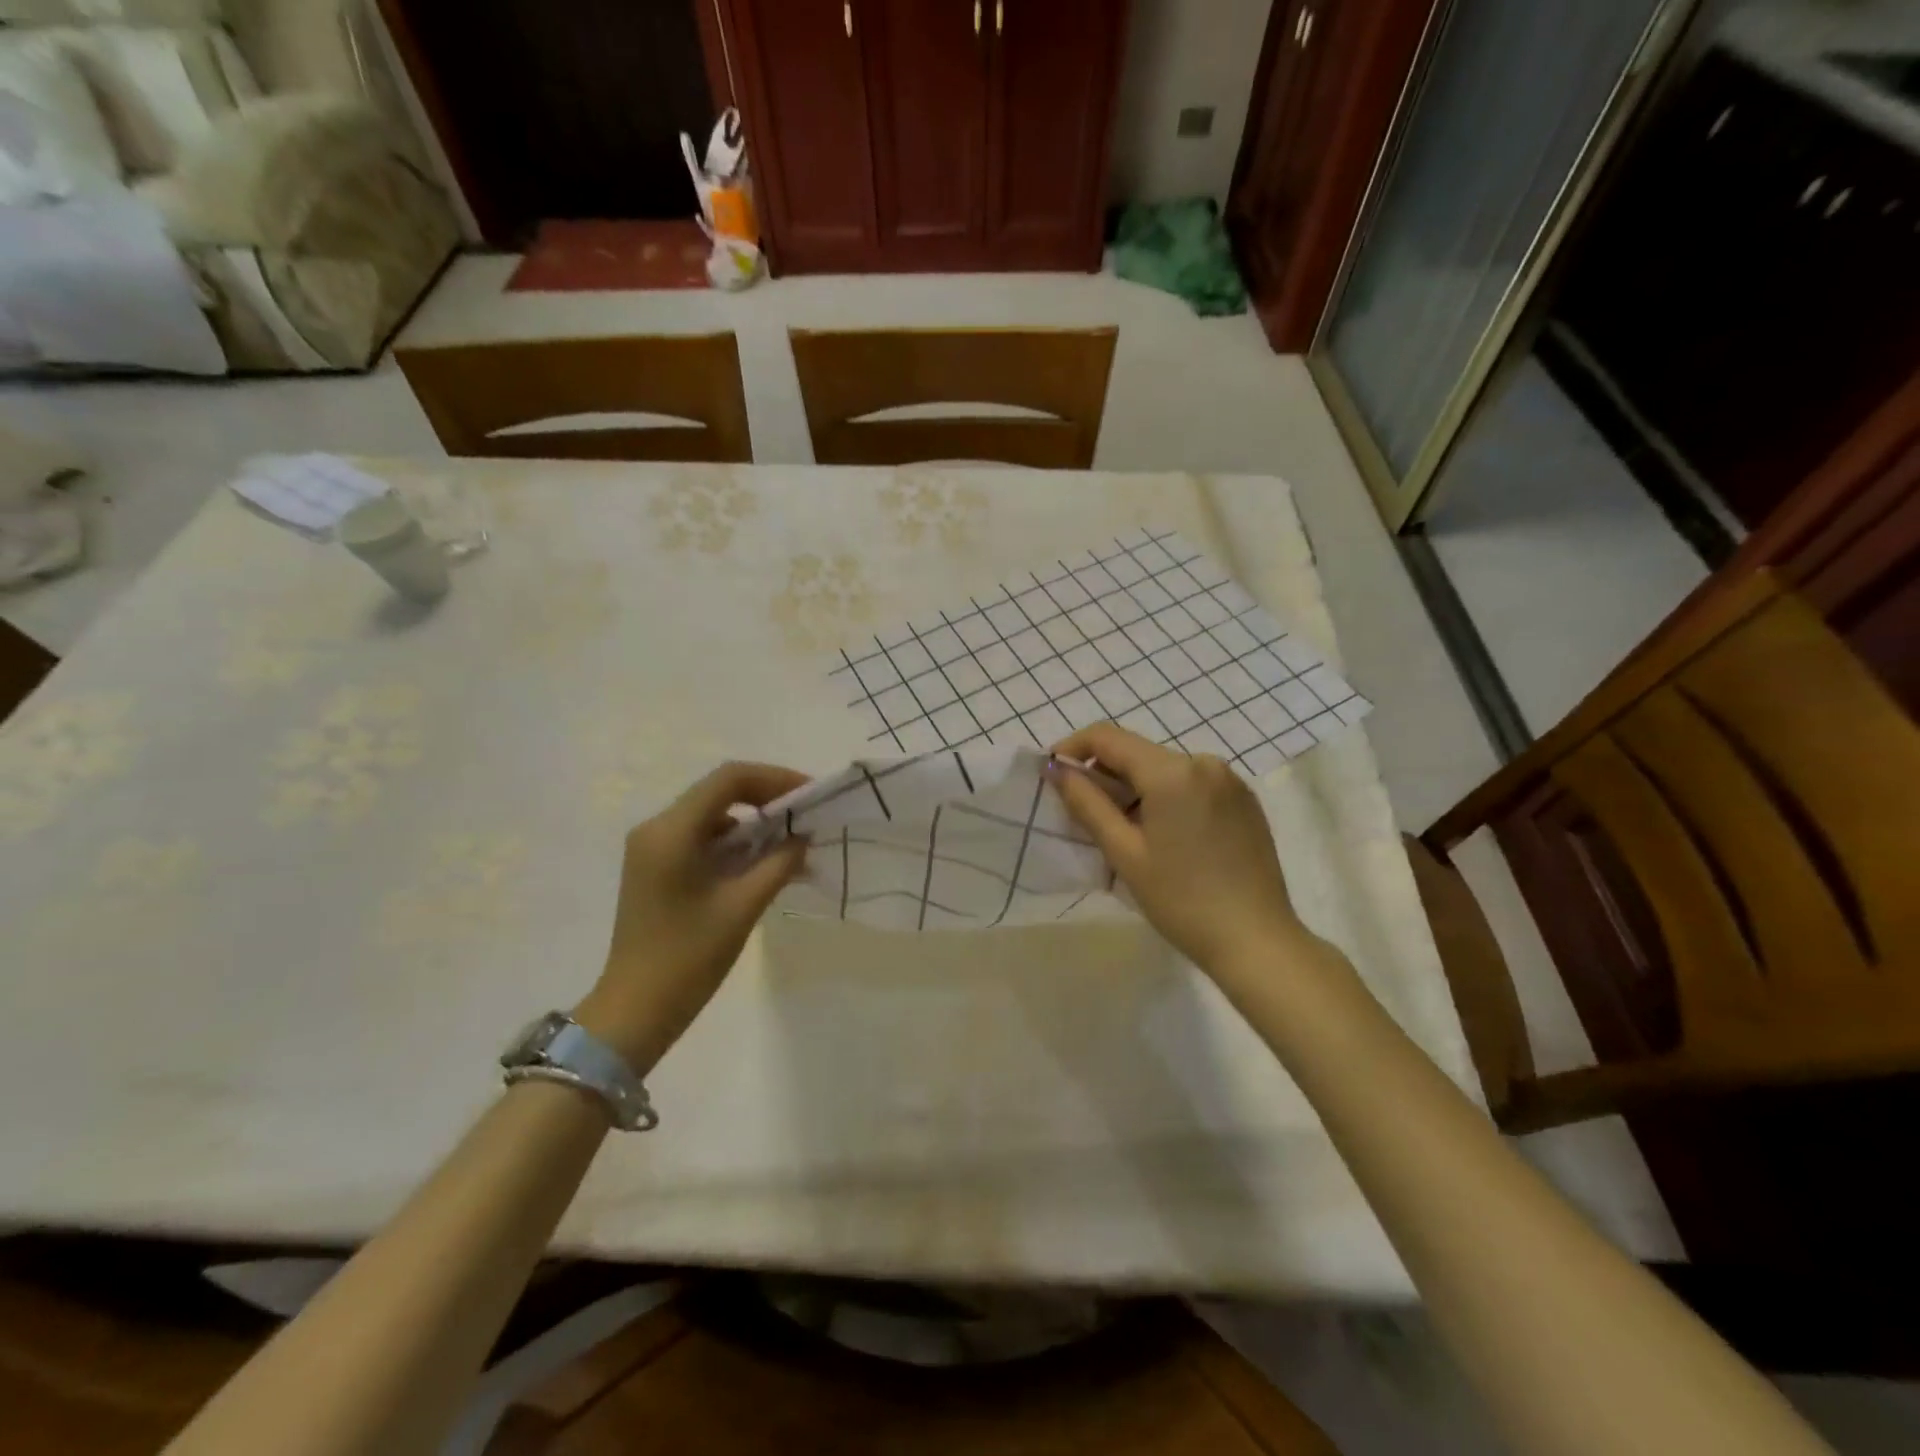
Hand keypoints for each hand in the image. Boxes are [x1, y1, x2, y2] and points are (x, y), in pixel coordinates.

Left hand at [576, 762, 808, 1070]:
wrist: (635, 1011)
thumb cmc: (689, 958)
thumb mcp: (743, 907)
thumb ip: (778, 863)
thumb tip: (803, 837)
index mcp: (671, 832)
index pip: (729, 779)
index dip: (775, 779)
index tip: (810, 794)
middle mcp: (656, 829)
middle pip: (719, 792)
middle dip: (766, 798)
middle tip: (805, 815)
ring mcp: (651, 848)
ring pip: (711, 815)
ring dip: (752, 822)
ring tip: (790, 842)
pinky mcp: (654, 867)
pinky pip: (700, 838)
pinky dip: (733, 842)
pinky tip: (761, 862)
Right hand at [1048, 723, 1300, 974]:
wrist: (1256, 941)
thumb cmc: (1181, 900)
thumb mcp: (1124, 853)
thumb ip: (1086, 803)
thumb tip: (1055, 769)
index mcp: (1173, 771)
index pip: (1108, 737)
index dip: (1073, 748)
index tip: (1053, 774)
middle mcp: (1204, 762)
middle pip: (1137, 752)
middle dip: (1104, 775)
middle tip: (1084, 815)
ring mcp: (1230, 780)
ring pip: (1164, 769)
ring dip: (1135, 789)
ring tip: (1125, 834)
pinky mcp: (1244, 800)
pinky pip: (1192, 784)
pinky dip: (1166, 797)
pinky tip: (1164, 838)